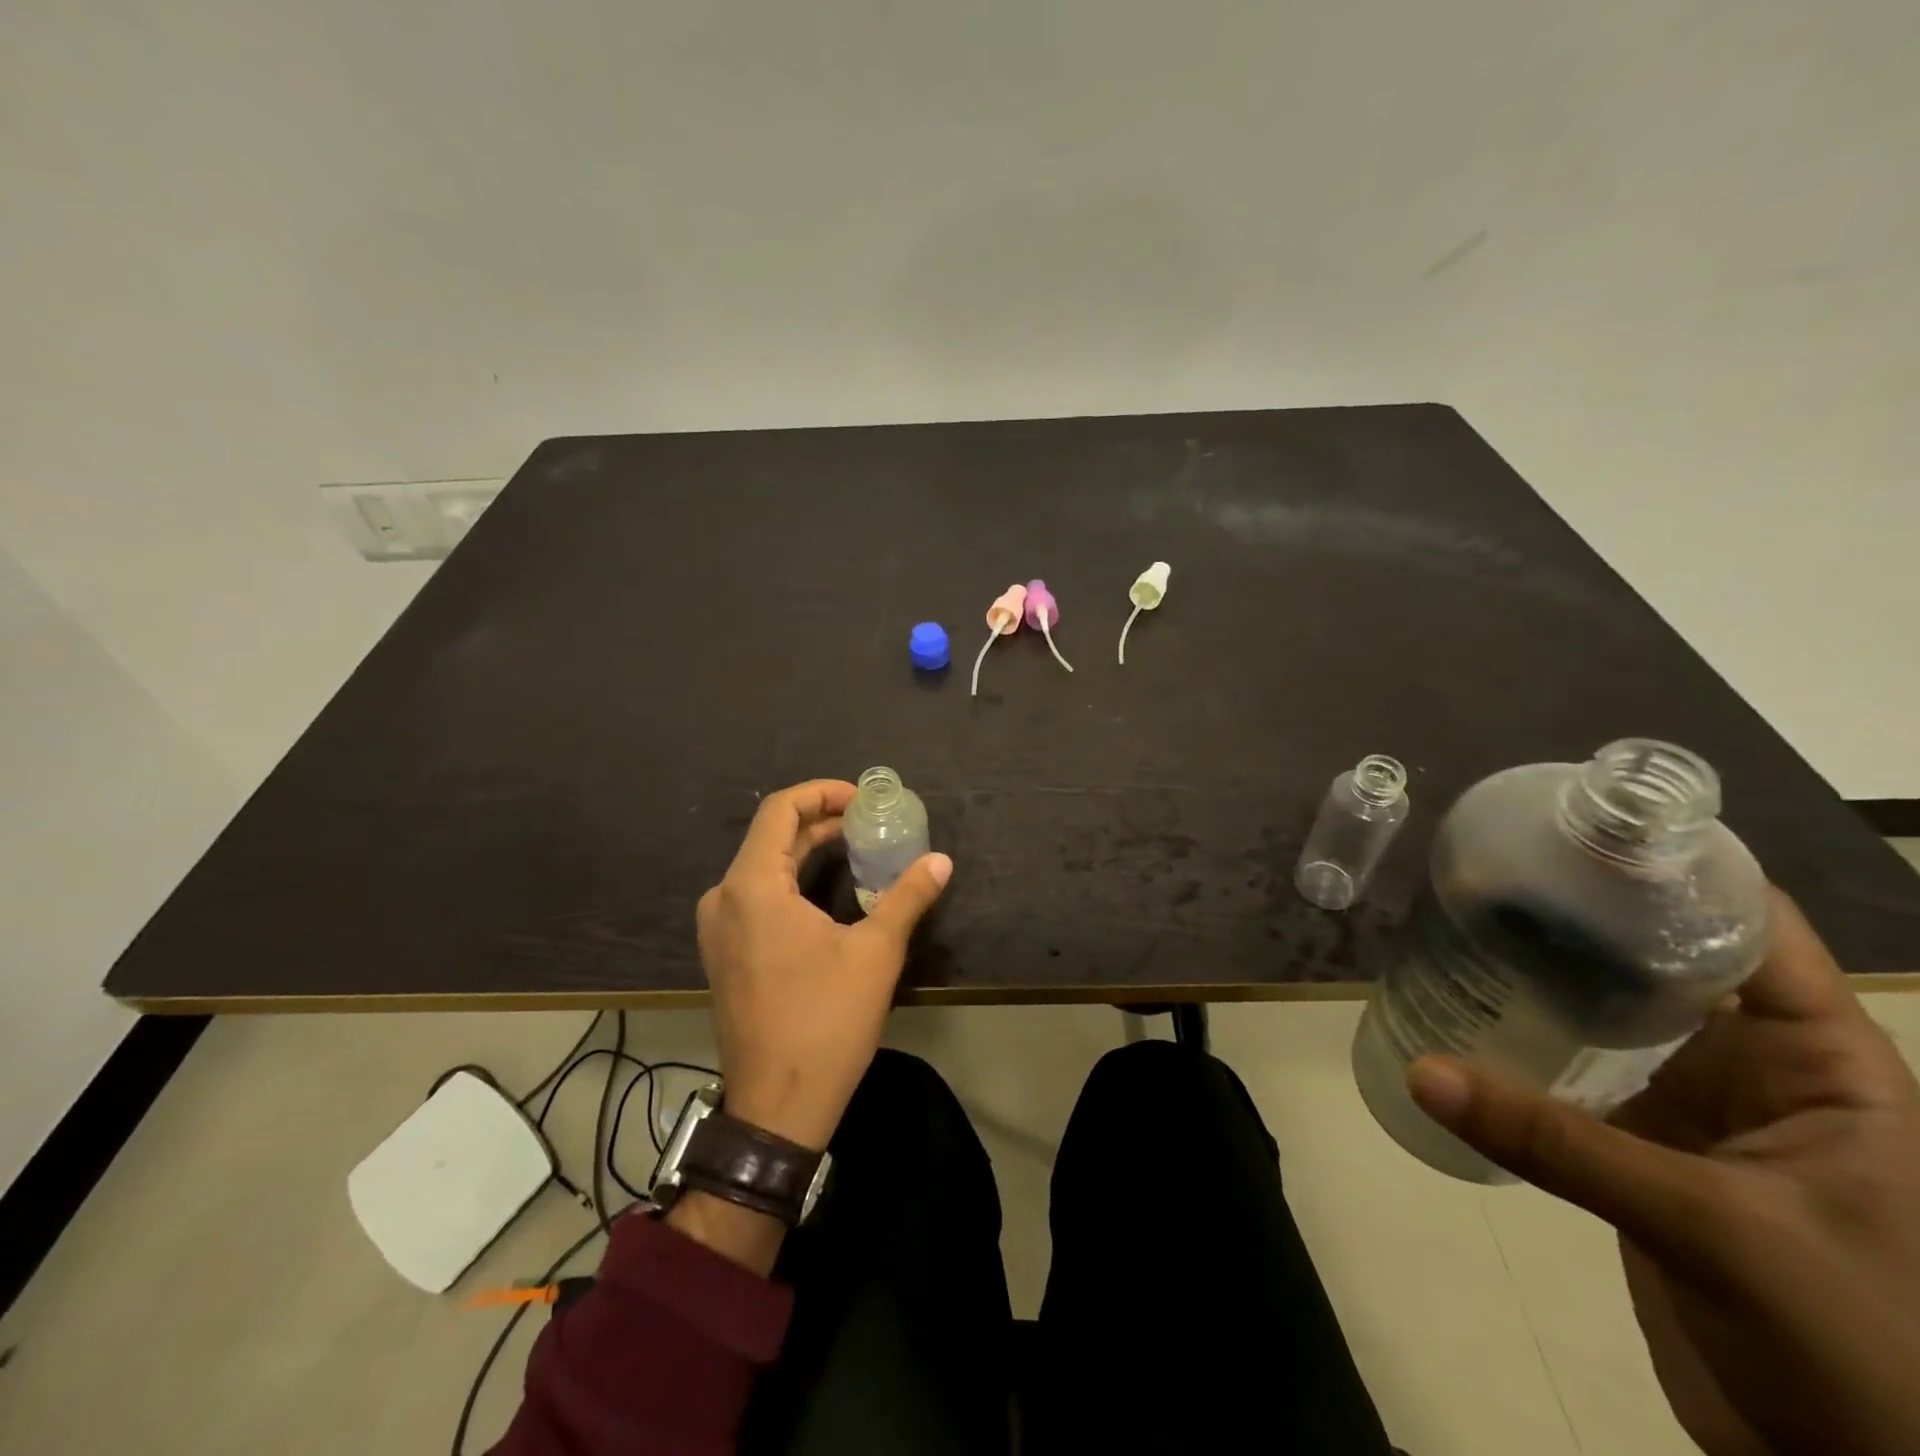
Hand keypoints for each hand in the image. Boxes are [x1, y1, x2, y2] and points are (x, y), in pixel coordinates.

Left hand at [696, 779, 951, 1151]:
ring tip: (854, 848)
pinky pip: (755, 895)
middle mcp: (724, 898)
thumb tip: (941, 861)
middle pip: (772, 837)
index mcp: (752, 887)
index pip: (780, 810)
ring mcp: (718, 928)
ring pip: (763, 867)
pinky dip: (790, 880)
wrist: (777, 1107)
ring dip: (807, 850)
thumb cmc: (825, 1022)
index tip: (862, 799)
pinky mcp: (723, 953)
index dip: (822, 793)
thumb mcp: (876, 953)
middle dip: (821, 821)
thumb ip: (908, 897)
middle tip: (868, 822)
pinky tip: (826, 890)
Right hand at [1407, 889, 1919, 1455]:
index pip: (1753, 932)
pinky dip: (1524, 1050)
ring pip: (1612, 1020)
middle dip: (1583, 920)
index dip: (1678, 872)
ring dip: (1545, 983)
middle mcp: (1757, 1068)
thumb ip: (1560, 1144)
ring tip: (1462, 932)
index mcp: (1822, 1063)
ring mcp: (1696, 1109)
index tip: (1582, 829)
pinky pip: (1577, 1079)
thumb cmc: (1866, 1350)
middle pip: (1664, 965)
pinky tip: (1465, 1020)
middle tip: (1491, 875)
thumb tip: (1423, 1071)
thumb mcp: (1717, 1229)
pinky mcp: (1644, 1150)